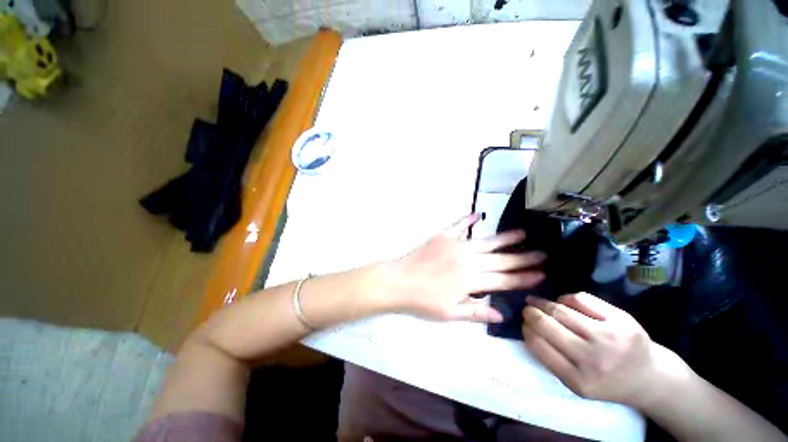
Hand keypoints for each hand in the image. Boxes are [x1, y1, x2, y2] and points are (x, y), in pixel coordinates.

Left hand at [382, 214, 545, 322]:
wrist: (400, 281)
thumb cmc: (423, 300)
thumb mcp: (450, 314)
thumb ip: (476, 312)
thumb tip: (501, 315)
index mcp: (471, 282)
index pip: (504, 280)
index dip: (523, 277)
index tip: (541, 273)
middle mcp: (468, 261)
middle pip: (501, 260)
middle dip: (523, 257)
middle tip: (543, 253)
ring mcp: (456, 245)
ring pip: (486, 241)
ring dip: (505, 238)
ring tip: (523, 233)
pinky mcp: (443, 236)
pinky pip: (459, 225)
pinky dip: (469, 219)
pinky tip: (479, 214)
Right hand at [522, 292, 685, 408]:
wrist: (650, 378)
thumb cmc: (607, 381)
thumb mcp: (577, 382)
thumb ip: (552, 359)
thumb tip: (528, 327)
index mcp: (579, 380)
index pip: (538, 345)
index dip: (526, 329)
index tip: (524, 323)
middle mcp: (594, 359)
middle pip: (548, 324)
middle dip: (531, 312)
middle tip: (527, 307)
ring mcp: (610, 337)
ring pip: (562, 309)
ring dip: (545, 303)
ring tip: (539, 302)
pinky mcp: (622, 319)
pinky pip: (581, 299)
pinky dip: (566, 298)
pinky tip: (564, 302)